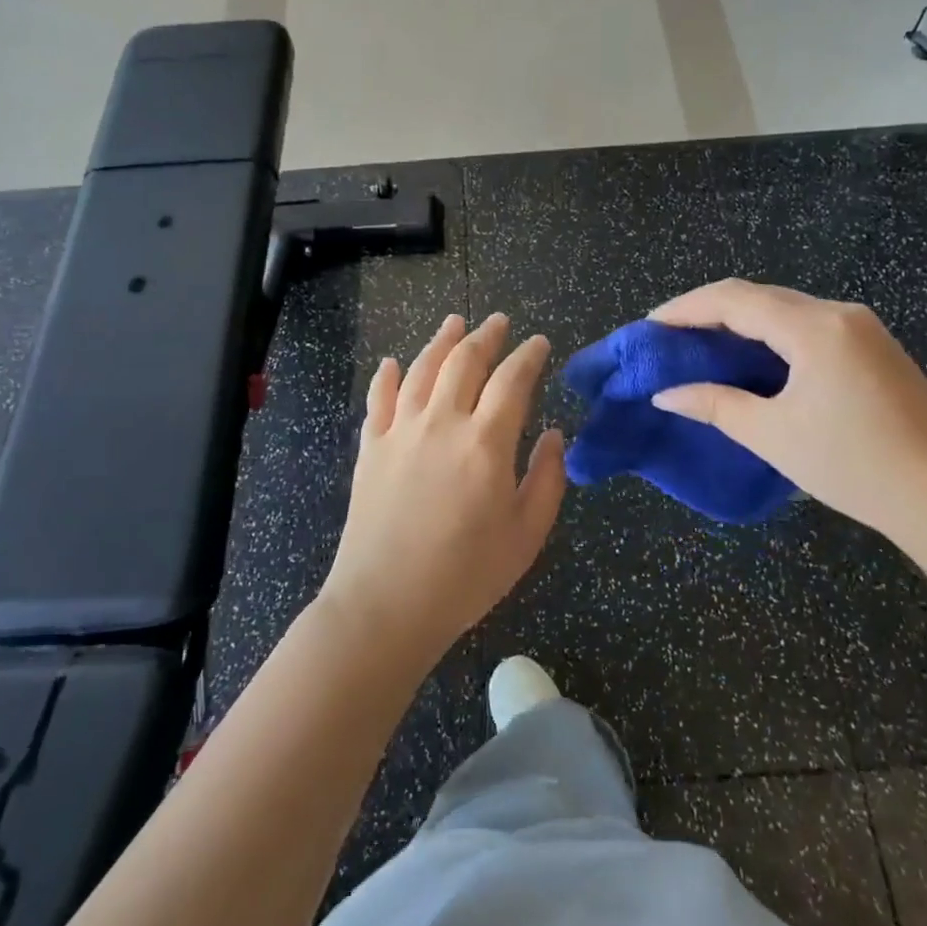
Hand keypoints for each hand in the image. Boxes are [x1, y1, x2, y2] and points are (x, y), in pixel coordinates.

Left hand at [321, 312, 567, 670]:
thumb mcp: (527, 534)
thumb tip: (556, 435)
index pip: (512, 380)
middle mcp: (442, 422)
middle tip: (498, 322)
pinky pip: (379, 398)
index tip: (539, 343)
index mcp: (486, 442)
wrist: (386, 604)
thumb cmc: (466, 575)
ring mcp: (400, 431)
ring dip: (441, 341)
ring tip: (454, 323)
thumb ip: (548, 479)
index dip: (529, 356)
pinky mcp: (370, 447)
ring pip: (422, 369)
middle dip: (486, 336)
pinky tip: (394, 363)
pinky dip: (388, 376)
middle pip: (465, 361)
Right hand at [650, 280, 926, 549]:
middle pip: (760, 296)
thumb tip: (665, 394)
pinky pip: (809, 326)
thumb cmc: (854, 466)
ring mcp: (864, 329)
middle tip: (670, 336)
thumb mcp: (773, 435)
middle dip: (709, 311)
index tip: (650, 325)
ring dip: (741, 321)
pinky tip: (752, 358)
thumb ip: (714, 405)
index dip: (686, 308)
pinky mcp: (875, 348)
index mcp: (815, 328)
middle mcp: (840, 314)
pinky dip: (771, 335)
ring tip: (702, 345)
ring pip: (785, 309)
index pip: (734, 300)